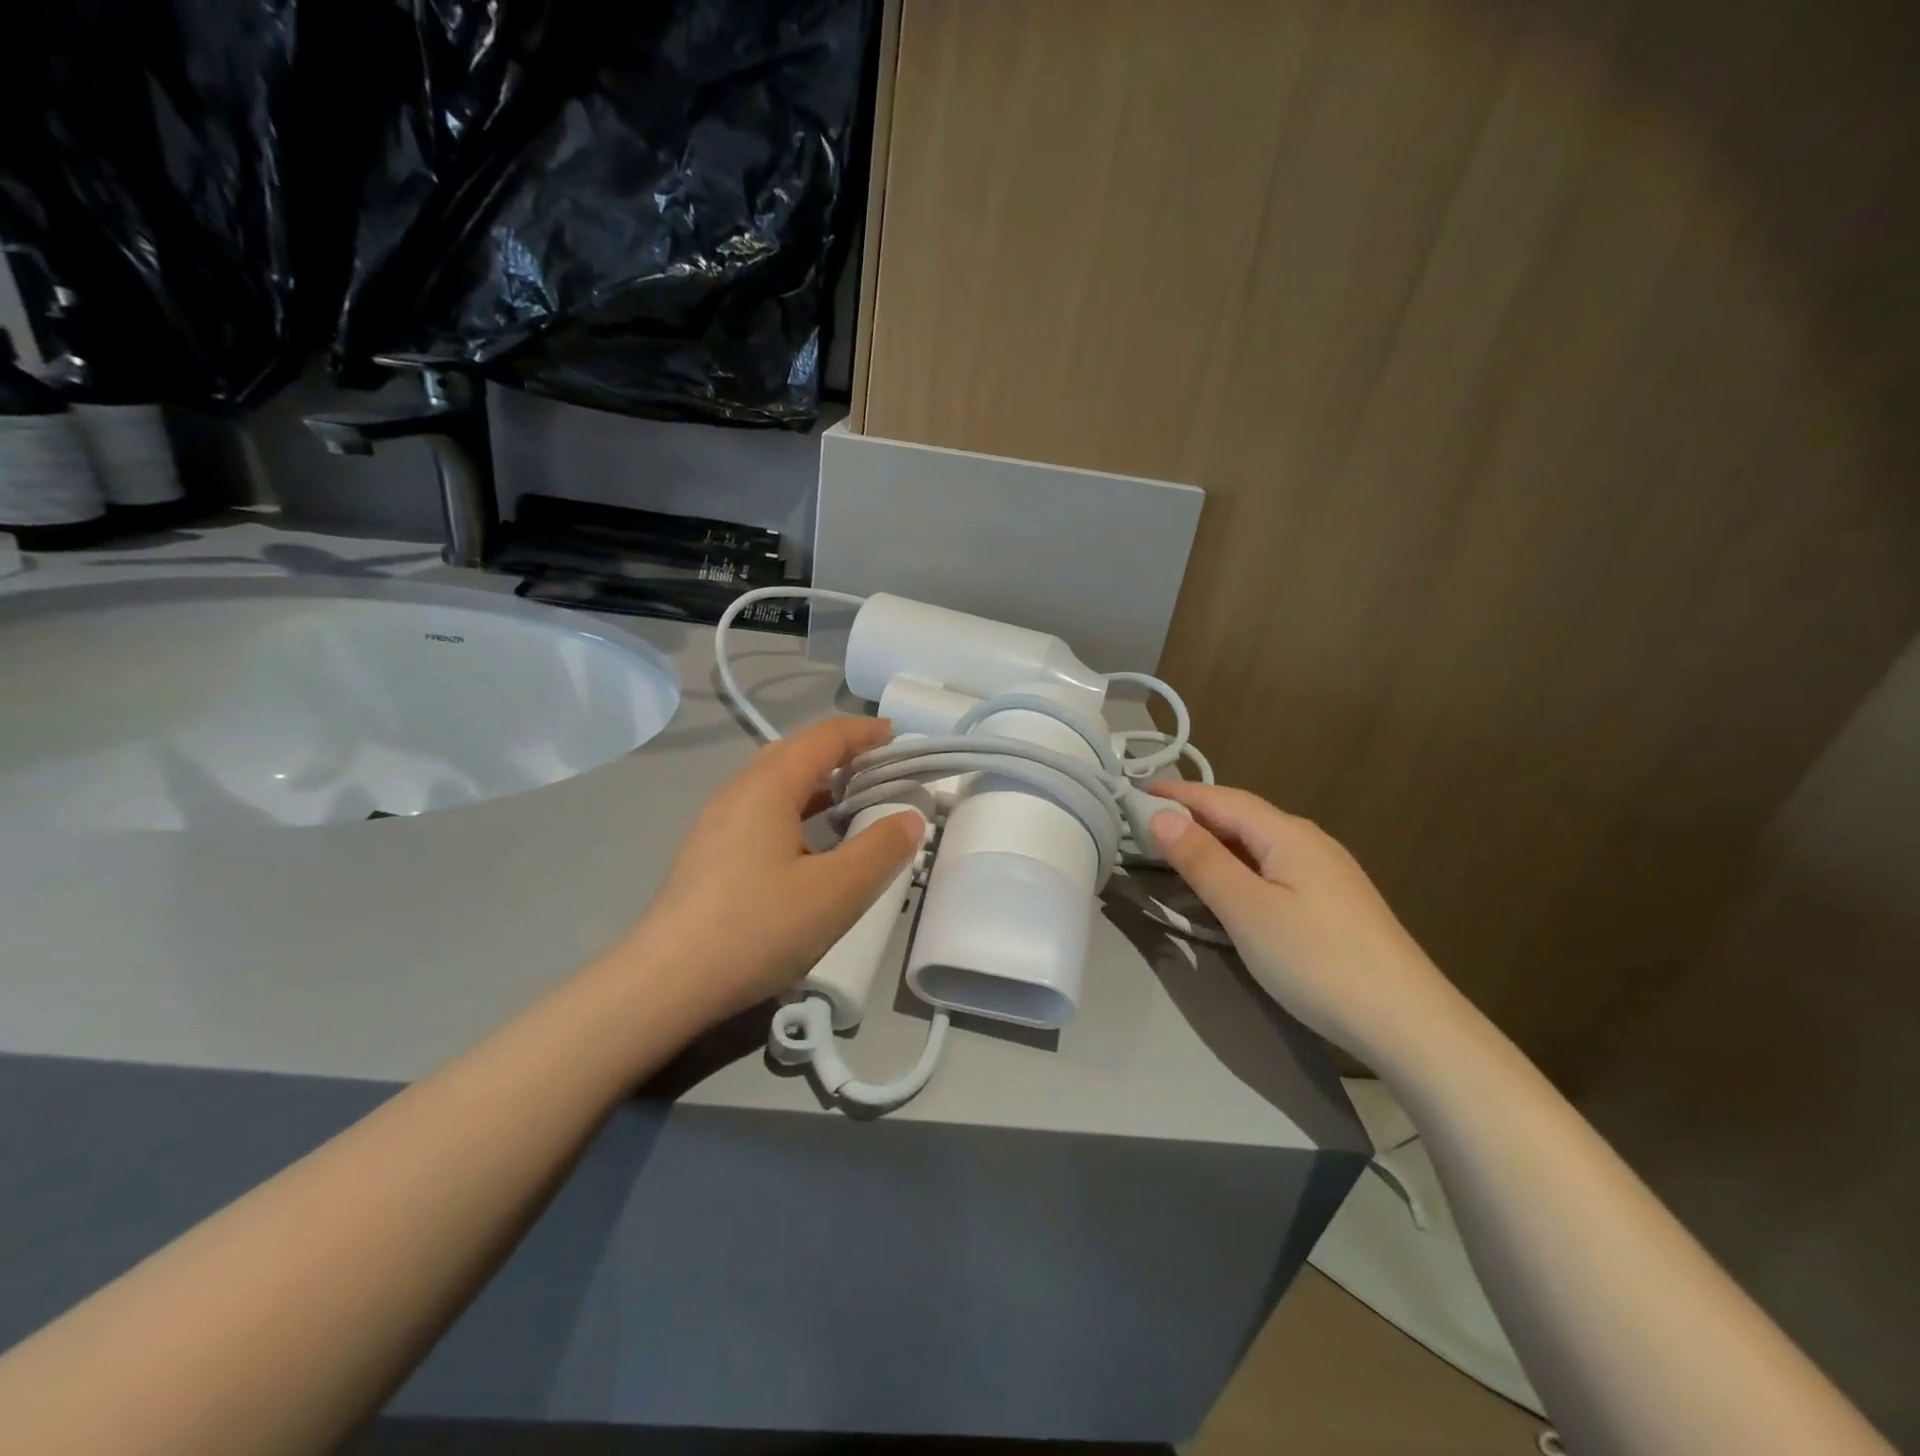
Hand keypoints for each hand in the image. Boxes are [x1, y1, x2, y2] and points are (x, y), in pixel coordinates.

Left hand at [617, 717, 922, 1022]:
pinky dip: (796, 812)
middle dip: (839, 754)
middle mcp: (737, 793)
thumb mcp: (836, 891)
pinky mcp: (708, 856)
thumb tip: (911, 818)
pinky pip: (760, 814)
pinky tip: (809, 848)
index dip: (863, 733)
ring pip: (774, 786)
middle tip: (879, 770)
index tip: (898, 737)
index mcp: (768, 786)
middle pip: (794, 755)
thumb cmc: (757, 927)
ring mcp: (716, 825)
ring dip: (816, 785)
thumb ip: (881, 850)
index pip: (823, 738)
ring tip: (852, 804)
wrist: (664, 984)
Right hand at [1146, 781, 1461, 1064]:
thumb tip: (1161, 816)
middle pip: (1240, 816)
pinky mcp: (1332, 902)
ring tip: (1174, 850)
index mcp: (1287, 833)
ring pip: (1256, 843)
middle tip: (1143, 822)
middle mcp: (1309, 841)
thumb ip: (1202, 860)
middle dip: (1192, 814)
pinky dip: (1236, 865)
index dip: (1175, 793)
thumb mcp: (1247, 909)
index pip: (1220, 798)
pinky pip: (1271, 867)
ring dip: (1214, 840)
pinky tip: (1227, 885)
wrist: (1408, 1023)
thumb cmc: (1317, 960)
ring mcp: (1325, 872)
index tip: (1132, 791)